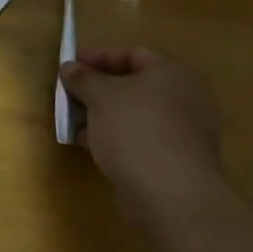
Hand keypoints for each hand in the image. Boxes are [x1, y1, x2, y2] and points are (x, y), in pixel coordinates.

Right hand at [61, 47, 223, 215]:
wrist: (172, 197)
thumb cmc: (136, 130)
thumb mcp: (101, 96)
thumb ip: (82, 78)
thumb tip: (69, 67)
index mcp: (172, 73)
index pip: (132, 54)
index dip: (98, 57)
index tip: (70, 66)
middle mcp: (184, 98)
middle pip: (133, 85)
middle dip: (97, 89)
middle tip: (69, 95)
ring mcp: (182, 132)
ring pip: (134, 115)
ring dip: (102, 115)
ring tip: (72, 121)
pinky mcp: (175, 162)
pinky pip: (139, 139)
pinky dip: (115, 138)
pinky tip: (88, 145)